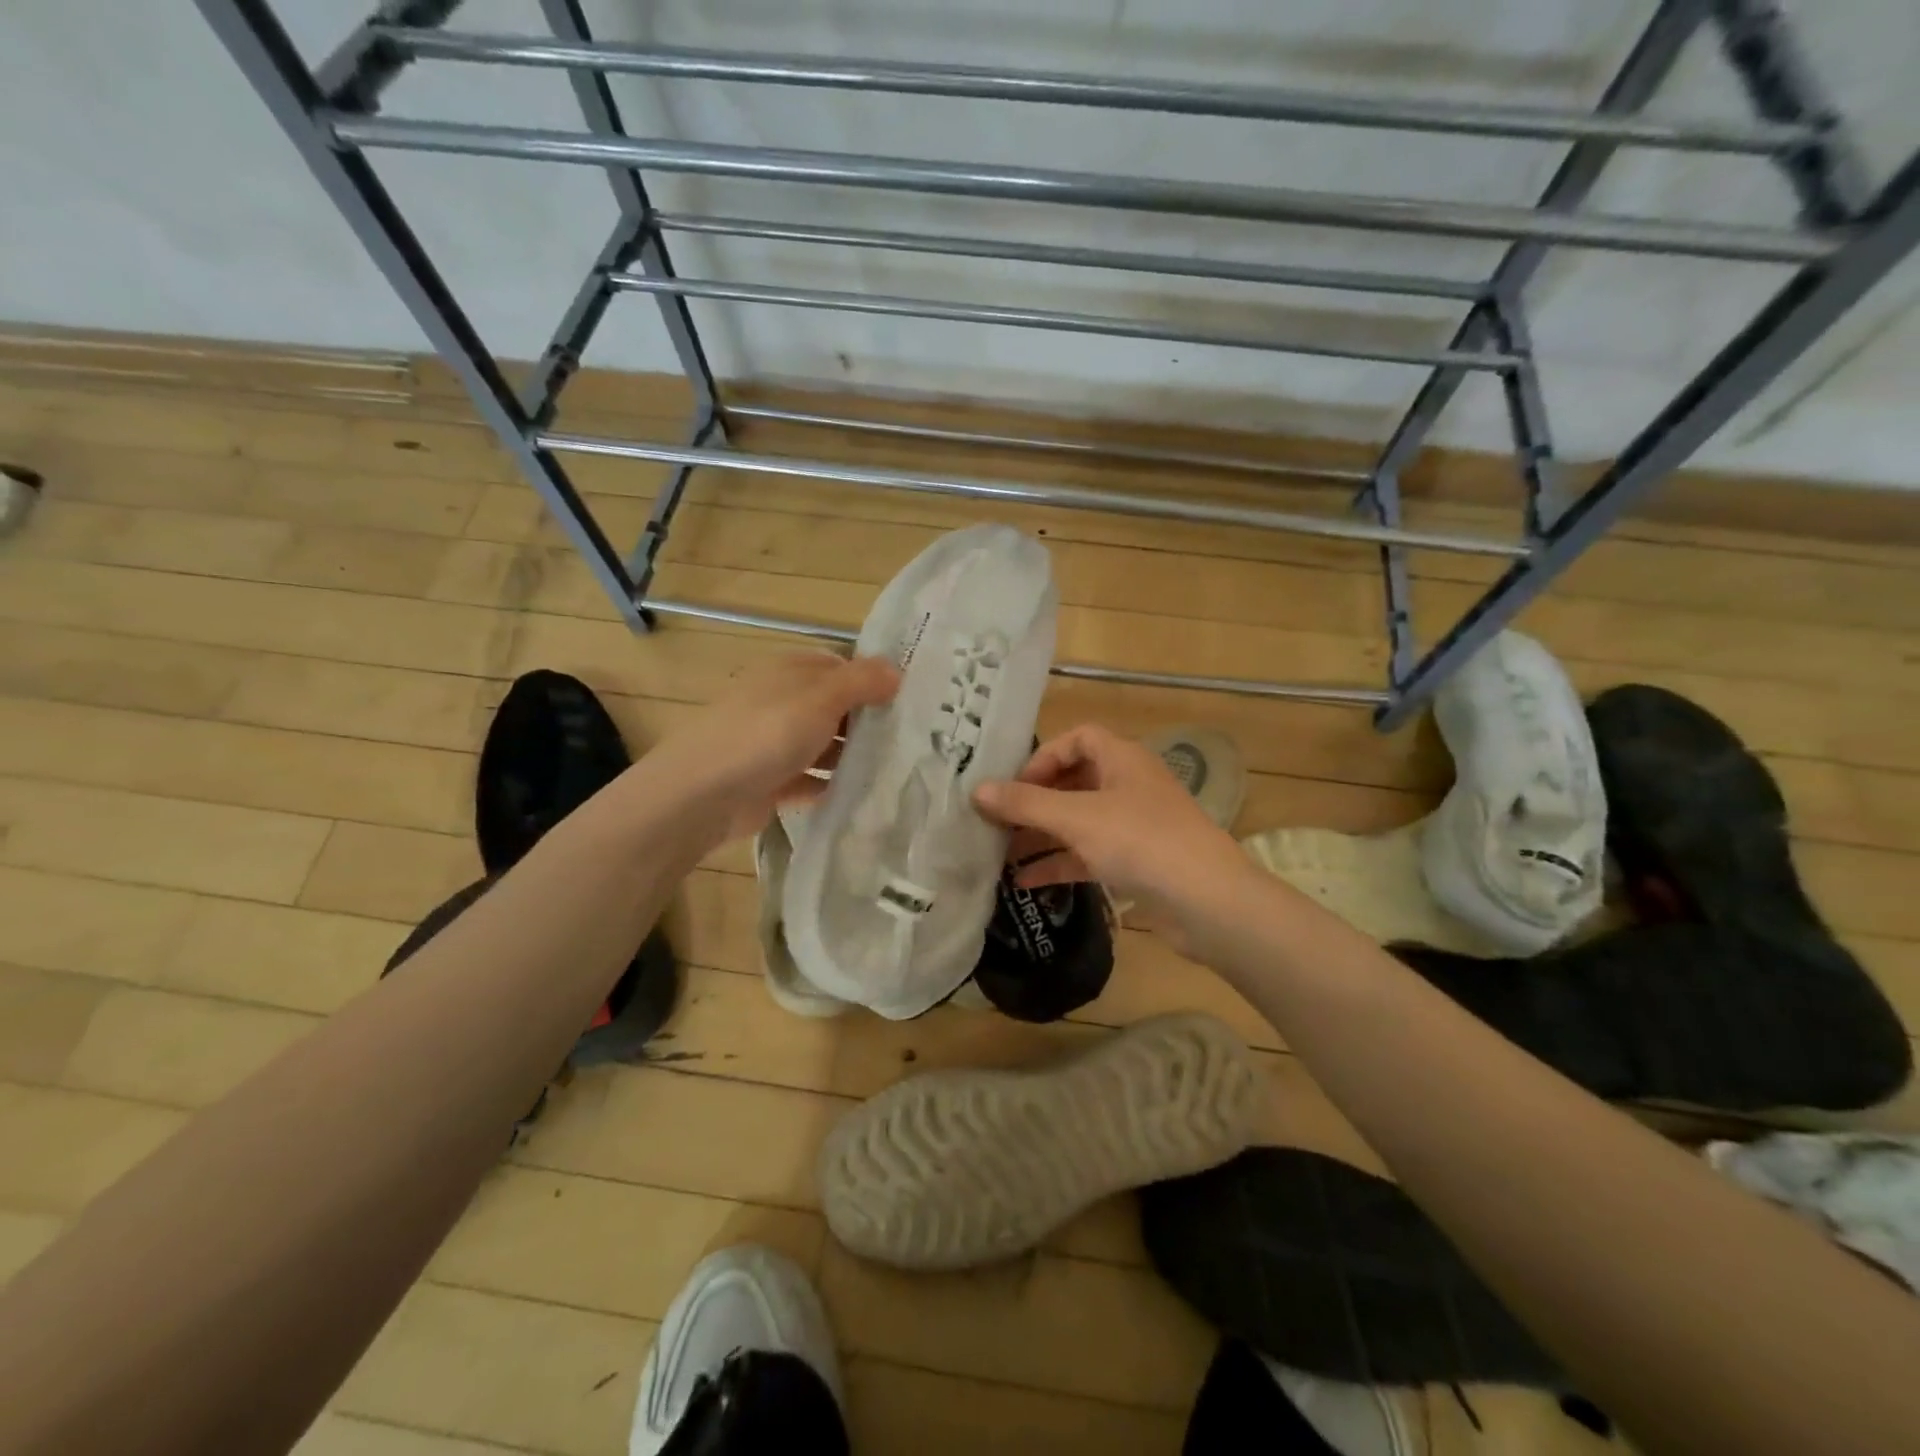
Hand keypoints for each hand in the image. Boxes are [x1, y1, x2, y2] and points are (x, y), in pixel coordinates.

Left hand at [650, 651, 899, 844]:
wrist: (703, 794)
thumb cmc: (766, 733)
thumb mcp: (821, 698)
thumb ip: (861, 681)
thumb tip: (895, 670)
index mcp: (789, 672)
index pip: (840, 666)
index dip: (873, 680)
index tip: (911, 700)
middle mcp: (780, 701)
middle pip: (834, 707)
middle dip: (867, 721)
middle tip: (913, 738)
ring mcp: (772, 743)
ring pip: (823, 745)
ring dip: (851, 756)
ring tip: (896, 769)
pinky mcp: (770, 781)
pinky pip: (809, 780)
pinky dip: (830, 786)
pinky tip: (861, 795)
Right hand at [973, 724, 1250, 948]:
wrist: (1208, 902)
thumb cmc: (1141, 841)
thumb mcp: (1076, 818)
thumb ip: (1025, 804)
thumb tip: (976, 791)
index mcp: (1122, 759)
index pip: (1078, 739)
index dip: (1043, 757)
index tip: (1014, 786)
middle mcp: (1129, 785)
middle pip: (1074, 781)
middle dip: (1035, 801)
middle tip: (997, 821)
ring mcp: (1135, 825)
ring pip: (1079, 821)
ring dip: (1042, 835)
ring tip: (1000, 853)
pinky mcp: (1137, 862)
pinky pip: (1089, 854)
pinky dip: (1060, 863)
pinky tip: (1026, 882)